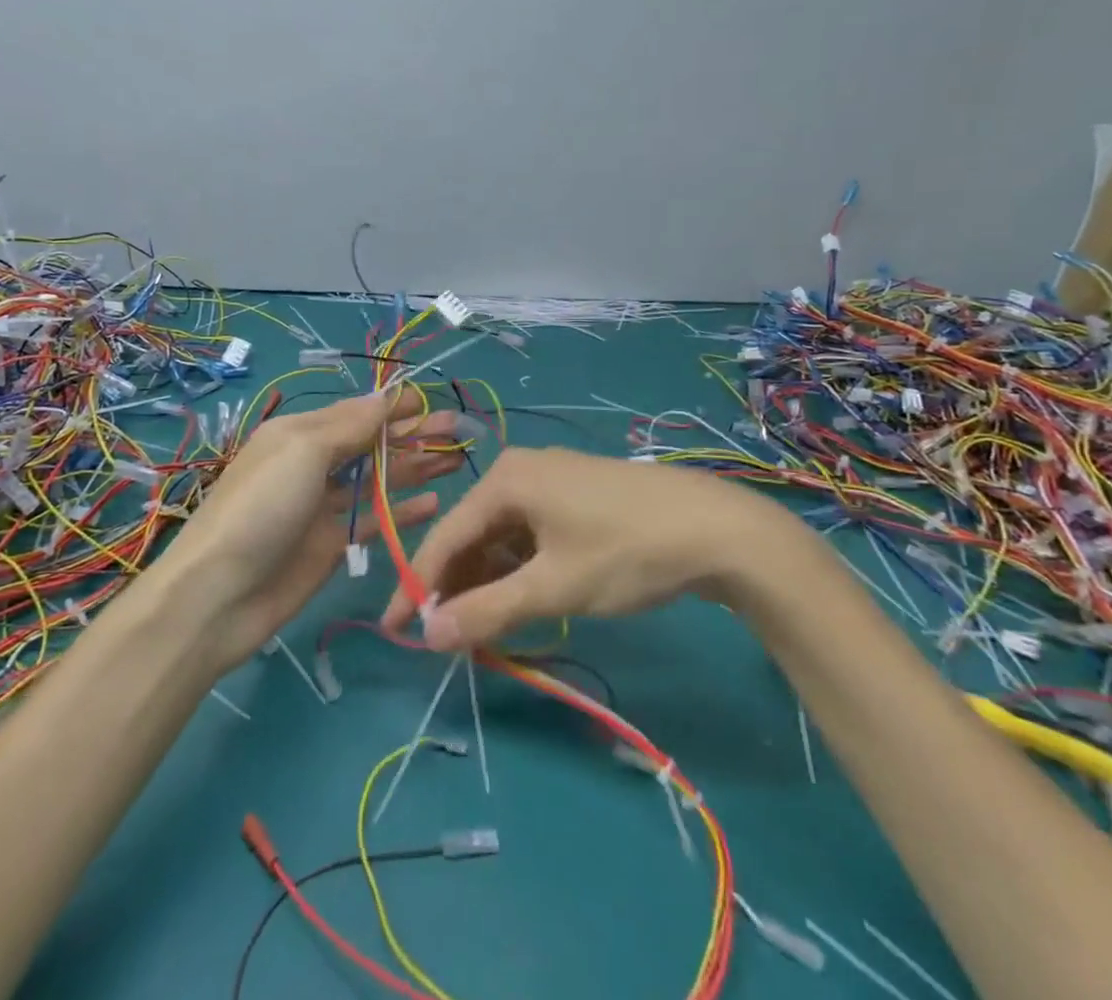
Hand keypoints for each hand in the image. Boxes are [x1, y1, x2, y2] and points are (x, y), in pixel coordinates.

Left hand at [155, 386, 462, 668]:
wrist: (219, 595)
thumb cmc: (261, 507)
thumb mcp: (302, 451)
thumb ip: (349, 426)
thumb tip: (386, 396)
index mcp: (300, 434)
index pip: (356, 412)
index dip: (394, 407)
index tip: (432, 402)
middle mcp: (313, 465)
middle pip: (371, 444)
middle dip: (412, 435)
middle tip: (458, 429)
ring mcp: (323, 507)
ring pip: (378, 480)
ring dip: (414, 468)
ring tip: (456, 459)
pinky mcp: (332, 545)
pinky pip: (374, 520)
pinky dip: (402, 510)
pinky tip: (435, 502)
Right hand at [381, 447, 794, 650]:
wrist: (717, 529)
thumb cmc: (625, 552)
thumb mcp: (553, 587)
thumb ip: (487, 611)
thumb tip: (428, 636)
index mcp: (505, 480)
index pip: (445, 537)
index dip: (417, 586)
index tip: (393, 630)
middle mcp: (520, 471)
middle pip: (471, 534)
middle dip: (454, 587)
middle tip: (442, 639)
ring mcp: (550, 482)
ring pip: (501, 536)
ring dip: (487, 582)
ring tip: (477, 630)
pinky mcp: (575, 497)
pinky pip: (529, 534)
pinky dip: (517, 569)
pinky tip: (517, 601)